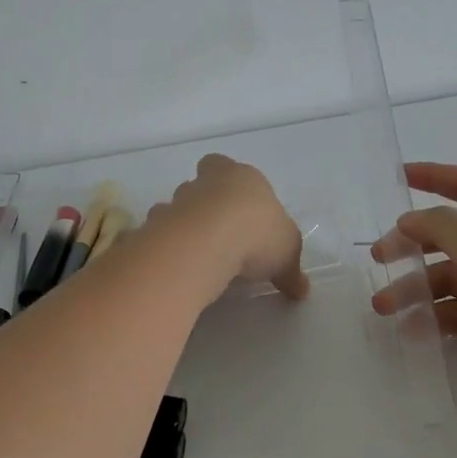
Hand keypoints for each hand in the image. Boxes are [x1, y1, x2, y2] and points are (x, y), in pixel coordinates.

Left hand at [149, 155, 308, 299]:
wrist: (207, 241)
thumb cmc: (257, 233)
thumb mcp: (288, 252)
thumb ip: (291, 270)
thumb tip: (300, 290)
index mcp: (241, 177)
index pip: (227, 167)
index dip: (231, 185)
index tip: (240, 210)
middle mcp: (205, 183)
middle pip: (198, 183)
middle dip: (204, 202)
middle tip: (218, 232)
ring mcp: (176, 203)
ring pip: (175, 206)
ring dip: (182, 224)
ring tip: (196, 254)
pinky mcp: (156, 226)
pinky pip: (158, 233)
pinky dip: (165, 246)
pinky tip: (177, 266)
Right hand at [372, 163, 456, 443]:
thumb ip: (443, 225)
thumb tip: (413, 221)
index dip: (435, 176)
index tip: (398, 176)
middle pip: (451, 236)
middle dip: (412, 242)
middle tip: (378, 257)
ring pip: (448, 279)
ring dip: (413, 287)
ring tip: (383, 307)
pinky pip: (456, 314)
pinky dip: (431, 318)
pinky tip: (412, 330)